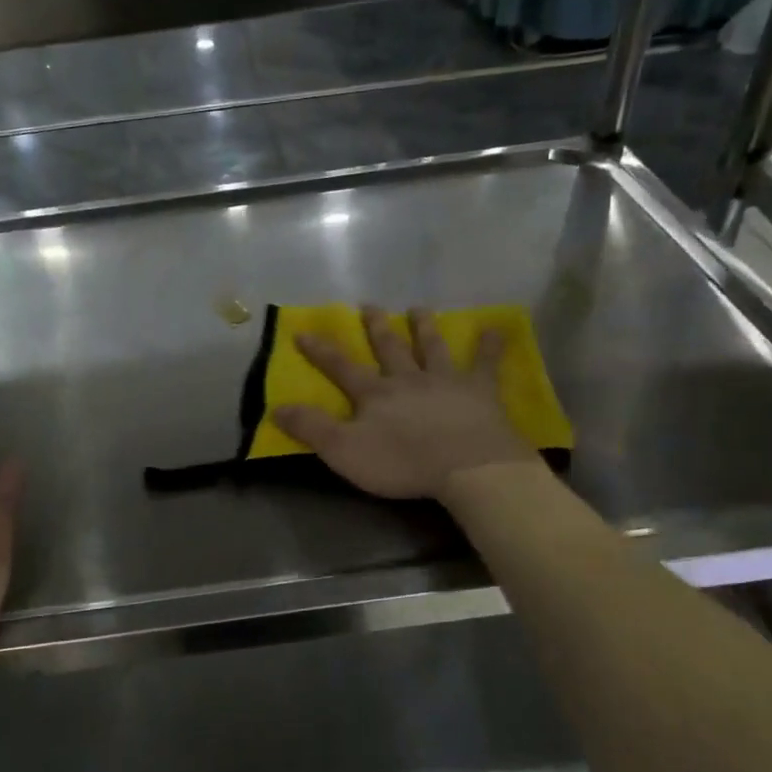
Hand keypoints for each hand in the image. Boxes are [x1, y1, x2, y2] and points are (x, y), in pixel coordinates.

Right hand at [272, 306, 536, 498]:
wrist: (468, 466)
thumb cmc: (402, 462)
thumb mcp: (344, 451)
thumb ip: (311, 428)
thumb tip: (276, 407)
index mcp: (375, 394)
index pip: (341, 367)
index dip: (320, 351)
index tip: (303, 332)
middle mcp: (408, 378)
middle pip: (389, 347)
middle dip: (376, 327)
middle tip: (369, 305)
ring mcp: (446, 381)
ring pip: (432, 347)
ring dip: (424, 327)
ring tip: (418, 309)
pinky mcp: (481, 391)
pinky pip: (486, 364)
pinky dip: (490, 346)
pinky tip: (495, 330)